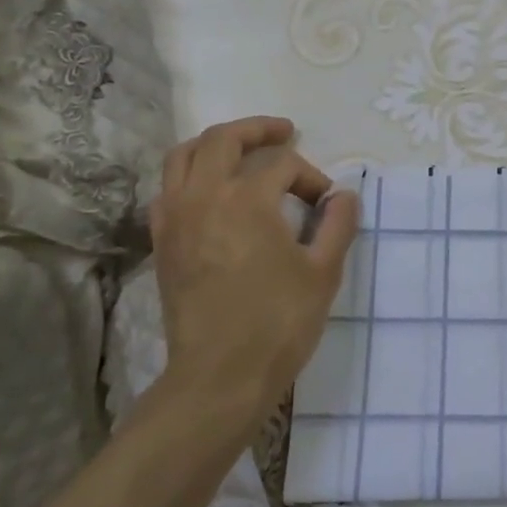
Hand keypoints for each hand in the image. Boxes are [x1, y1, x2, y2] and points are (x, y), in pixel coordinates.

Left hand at [149, 116, 359, 428]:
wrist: (220, 376)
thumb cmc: (279, 322)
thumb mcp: (324, 271)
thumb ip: (338, 224)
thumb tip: (344, 195)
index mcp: (246, 199)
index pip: (283, 165)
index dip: (311, 177)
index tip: (327, 205)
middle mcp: (204, 196)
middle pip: (224, 139)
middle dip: (258, 130)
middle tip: (284, 133)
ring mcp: (175, 218)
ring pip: (184, 156)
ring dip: (216, 144)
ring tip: (242, 151)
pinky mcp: (162, 242)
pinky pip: (168, 189)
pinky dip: (189, 176)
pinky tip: (209, 192)